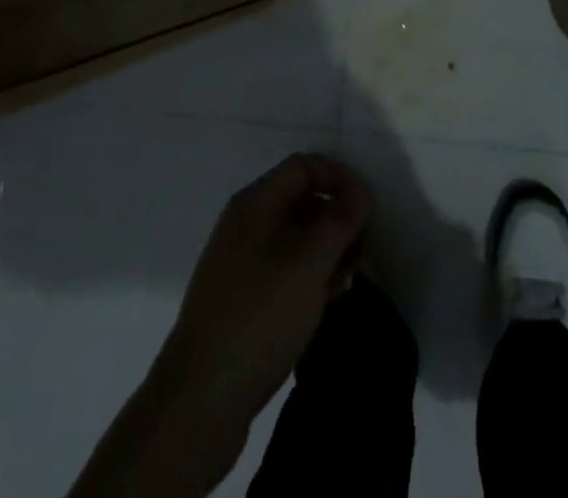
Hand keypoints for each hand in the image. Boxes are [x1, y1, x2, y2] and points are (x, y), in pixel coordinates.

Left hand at [153, 153, 370, 429]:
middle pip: (301, 200)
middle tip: (363, 250)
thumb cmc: (260, 316)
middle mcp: (245, 224)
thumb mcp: (310, 262)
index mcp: (255, 203)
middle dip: (337, 218)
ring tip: (348, 281)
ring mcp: (241, 263)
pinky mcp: (242, 300)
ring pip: (296, 239)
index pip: (304, 166)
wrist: (200, 400)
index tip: (367, 207)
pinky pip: (285, 270)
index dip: (339, 177)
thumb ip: (340, 219)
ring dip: (327, 251)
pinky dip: (310, 276)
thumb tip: (359, 191)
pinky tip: (326, 302)